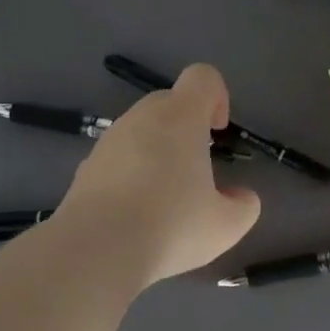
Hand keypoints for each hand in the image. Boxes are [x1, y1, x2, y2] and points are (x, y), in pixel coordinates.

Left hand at [54, 64, 261, 285]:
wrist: (95, 252)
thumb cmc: (171, 227)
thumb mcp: (226, 225)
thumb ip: (244, 205)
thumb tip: (240, 197)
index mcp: (180, 118)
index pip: (202, 77)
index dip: (218, 96)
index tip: (219, 132)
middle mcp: (141, 118)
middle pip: (170, 101)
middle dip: (188, 126)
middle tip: (199, 168)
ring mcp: (108, 142)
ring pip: (141, 130)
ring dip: (159, 150)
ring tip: (167, 196)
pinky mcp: (85, 168)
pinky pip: (118, 157)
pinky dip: (132, 173)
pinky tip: (137, 213)